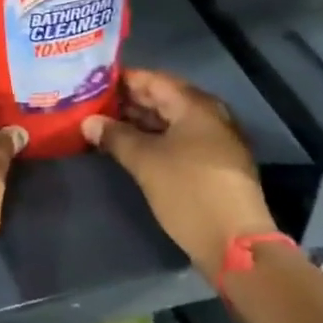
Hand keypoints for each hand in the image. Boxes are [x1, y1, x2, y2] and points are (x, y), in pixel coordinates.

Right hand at [82, 69, 276, 281]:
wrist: (234, 243)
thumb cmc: (188, 191)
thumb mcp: (145, 161)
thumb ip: (115, 136)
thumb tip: (89, 121)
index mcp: (195, 106)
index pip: (153, 80)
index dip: (123, 79)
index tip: (93, 82)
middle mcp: (209, 116)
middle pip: (163, 99)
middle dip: (128, 101)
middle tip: (93, 104)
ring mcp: (214, 141)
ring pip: (170, 121)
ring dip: (139, 122)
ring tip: (104, 125)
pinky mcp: (213, 164)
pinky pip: (178, 140)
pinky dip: (154, 139)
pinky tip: (129, 147)